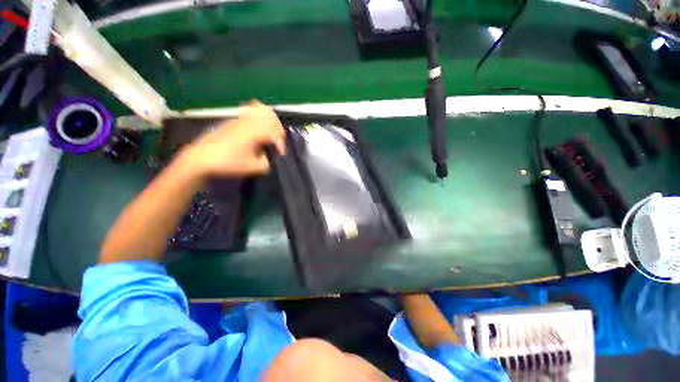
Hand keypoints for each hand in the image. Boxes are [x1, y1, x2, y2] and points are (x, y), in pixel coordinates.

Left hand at [181, 101, 285, 176]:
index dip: (281, 144)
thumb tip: (267, 157)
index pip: (276, 133)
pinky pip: (250, 110)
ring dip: (270, 120)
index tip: (281, 154)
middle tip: (277, 141)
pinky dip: (259, 114)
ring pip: (261, 109)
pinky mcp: (233, 120)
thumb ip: (267, 162)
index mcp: (255, 132)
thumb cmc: (228, 163)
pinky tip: (258, 124)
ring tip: (271, 130)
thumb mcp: (253, 168)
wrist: (201, 158)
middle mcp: (249, 122)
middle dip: (278, 130)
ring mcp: (240, 118)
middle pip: (271, 117)